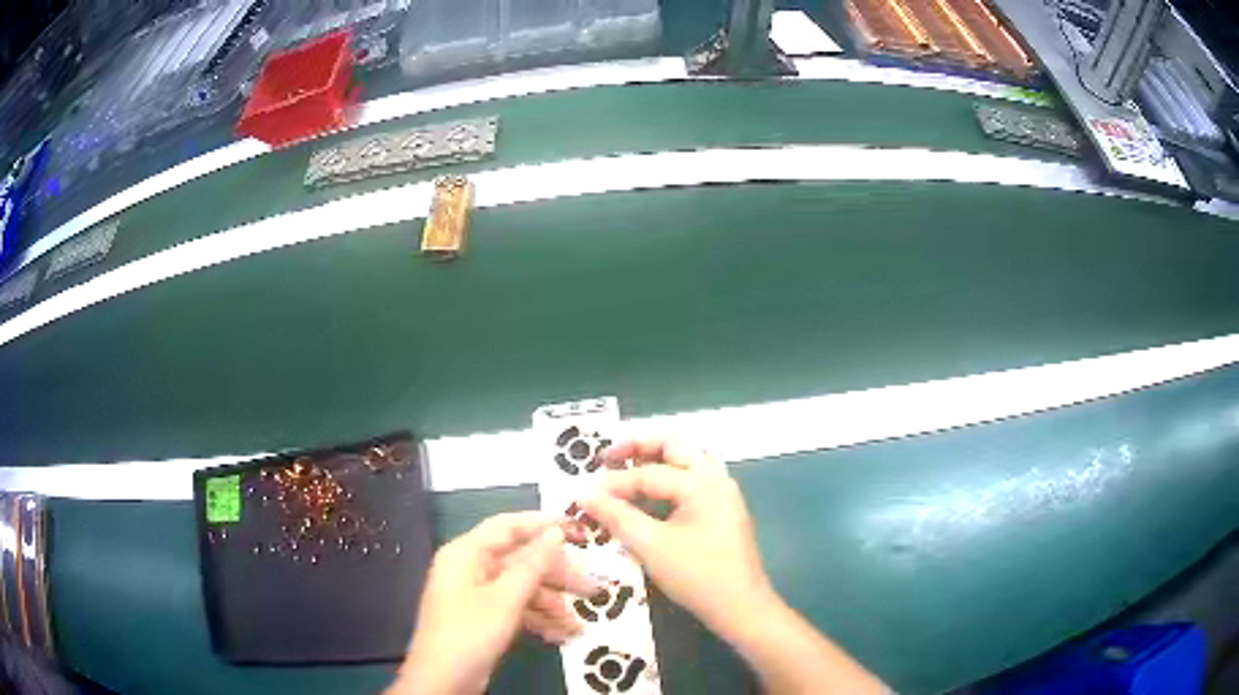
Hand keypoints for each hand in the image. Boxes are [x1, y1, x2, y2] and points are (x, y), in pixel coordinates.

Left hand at [391, 513, 593, 694]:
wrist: (443, 681)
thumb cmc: (469, 633)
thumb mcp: (505, 599)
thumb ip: (532, 564)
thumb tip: (555, 533)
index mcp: (466, 553)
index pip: (508, 526)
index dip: (543, 524)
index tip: (579, 529)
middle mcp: (471, 568)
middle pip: (520, 560)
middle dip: (556, 576)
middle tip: (591, 589)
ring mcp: (477, 595)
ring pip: (521, 588)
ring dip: (552, 605)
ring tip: (580, 625)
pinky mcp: (483, 618)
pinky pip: (515, 609)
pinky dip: (538, 620)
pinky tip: (562, 636)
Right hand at [583, 442, 888, 694]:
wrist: (740, 607)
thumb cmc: (696, 576)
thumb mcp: (651, 546)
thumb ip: (617, 516)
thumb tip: (584, 495)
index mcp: (702, 483)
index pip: (649, 473)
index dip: (613, 483)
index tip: (584, 493)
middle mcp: (716, 478)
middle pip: (676, 446)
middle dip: (640, 446)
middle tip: (608, 456)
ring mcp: (723, 493)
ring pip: (688, 459)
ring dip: (657, 459)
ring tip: (626, 468)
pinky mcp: (723, 509)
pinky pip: (694, 479)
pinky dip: (670, 477)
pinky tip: (650, 494)